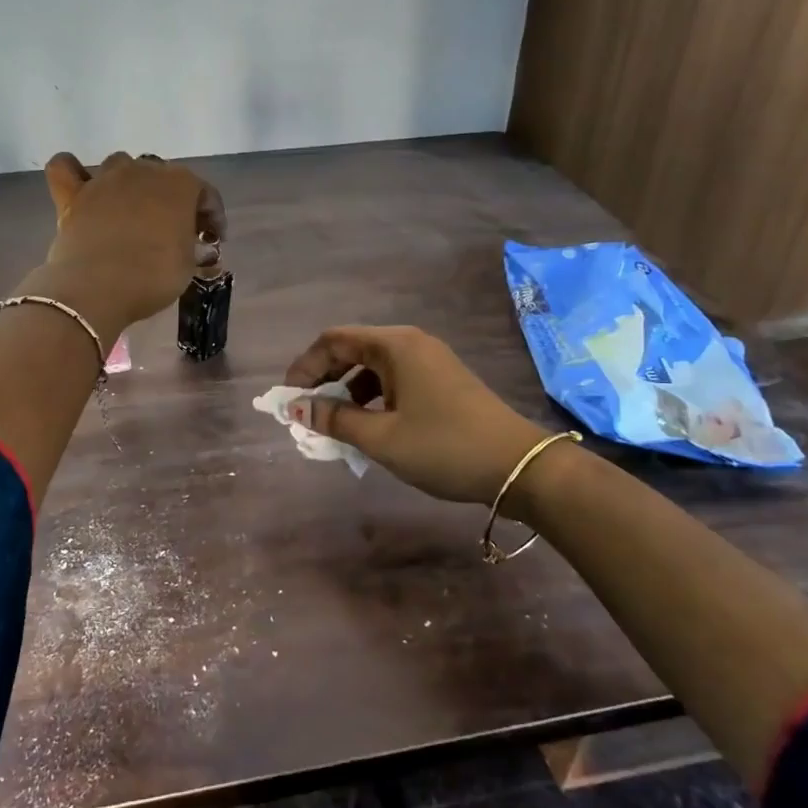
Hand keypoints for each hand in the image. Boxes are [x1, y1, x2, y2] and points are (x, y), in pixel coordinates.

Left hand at [39, 152, 226, 327]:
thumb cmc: (153, 276)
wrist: (98, 288)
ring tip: (131, 211)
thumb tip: (190, 246)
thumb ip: (191, 247)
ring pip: (120, 165)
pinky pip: (65, 168)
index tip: (213, 240)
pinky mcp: (72, 194)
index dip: (212, 217)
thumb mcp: (187, 266)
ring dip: (129, 183)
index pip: (205, 193)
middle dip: (171, 199)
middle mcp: (143, 170)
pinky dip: (73, 172)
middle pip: (162, 176)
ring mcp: (104, 179)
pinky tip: (81, 187)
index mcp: (180, 184)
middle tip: (174, 231)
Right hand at [283, 326, 553, 504]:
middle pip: (353, 349)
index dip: (305, 365)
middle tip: (307, 411)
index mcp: (395, 345)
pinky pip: (394, 380)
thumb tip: (297, 407)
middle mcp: (411, 343)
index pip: (334, 340)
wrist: (519, 467)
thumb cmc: (444, 447)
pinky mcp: (442, 381)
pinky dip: (373, 398)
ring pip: (374, 367)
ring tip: (335, 424)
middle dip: (324, 377)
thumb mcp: (382, 437)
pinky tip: (370, 426)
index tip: (289, 398)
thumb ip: (335, 419)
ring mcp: (430, 361)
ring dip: (348, 390)